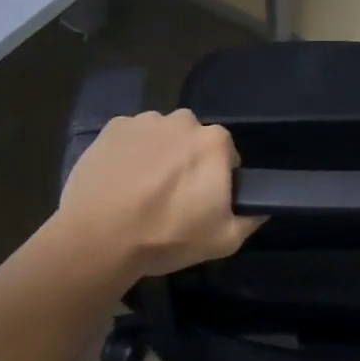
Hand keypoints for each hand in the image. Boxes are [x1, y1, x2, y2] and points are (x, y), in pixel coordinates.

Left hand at [54, 110, 261, 280]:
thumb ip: (250, 218)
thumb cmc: (166, 236)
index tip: (201, 202)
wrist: (98, 238)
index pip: (225, 155)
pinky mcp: (113, 127)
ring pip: (161, 136)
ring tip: (140, 191)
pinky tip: (119, 181)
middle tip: (171, 197)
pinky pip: (130, 136)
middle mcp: (183, 120)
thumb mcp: (223, 240)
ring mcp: (146, 120)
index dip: (216, 179)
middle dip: (187, 162)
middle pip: (192, 140)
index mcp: (214, 141)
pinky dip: (129, 152)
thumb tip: (262, 206)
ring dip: (158, 155)